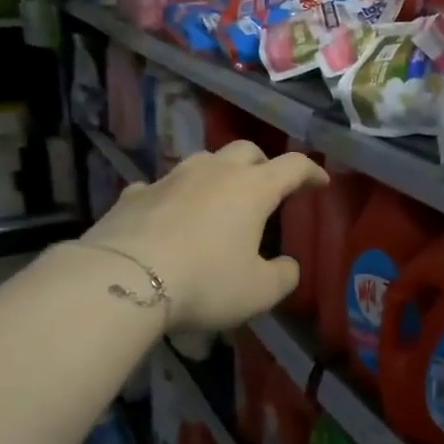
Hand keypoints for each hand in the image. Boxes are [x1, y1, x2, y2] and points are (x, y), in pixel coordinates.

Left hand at [84, 141, 324, 330]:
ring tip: (218, 200)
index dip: (311, 172)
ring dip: (218, 175)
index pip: (293, 166)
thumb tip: (287, 266)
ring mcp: (170, 179)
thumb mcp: (259, 291)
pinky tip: (168, 217)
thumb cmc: (205, 281)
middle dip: (263, 165)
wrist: (122, 280)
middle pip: (246, 151)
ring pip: (203, 162)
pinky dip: (173, 197)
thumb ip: (283, 276)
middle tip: (267, 188)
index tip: (321, 183)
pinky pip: (161, 187)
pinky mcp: (134, 194)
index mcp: (252, 188)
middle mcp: (214, 172)